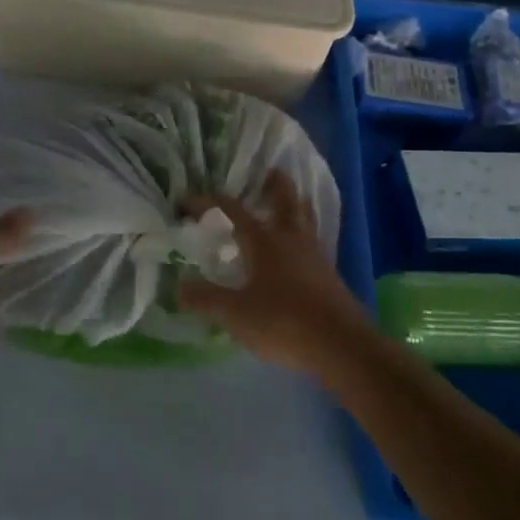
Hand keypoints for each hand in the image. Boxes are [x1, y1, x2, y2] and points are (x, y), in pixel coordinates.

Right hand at [179, 169, 369, 374]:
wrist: (341, 346)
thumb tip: (179, 286)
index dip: (206, 202)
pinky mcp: (329, 274)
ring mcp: (315, 254)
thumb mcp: (235, 313)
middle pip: (285, 198)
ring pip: (305, 217)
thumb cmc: (283, 322)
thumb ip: (206, 299)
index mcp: (264, 240)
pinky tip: (297, 248)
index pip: (231, 209)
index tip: (185, 202)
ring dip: (294, 204)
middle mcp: (291, 238)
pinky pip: (313, 240)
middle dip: (275, 183)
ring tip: (286, 202)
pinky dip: (303, 232)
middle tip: (266, 173)